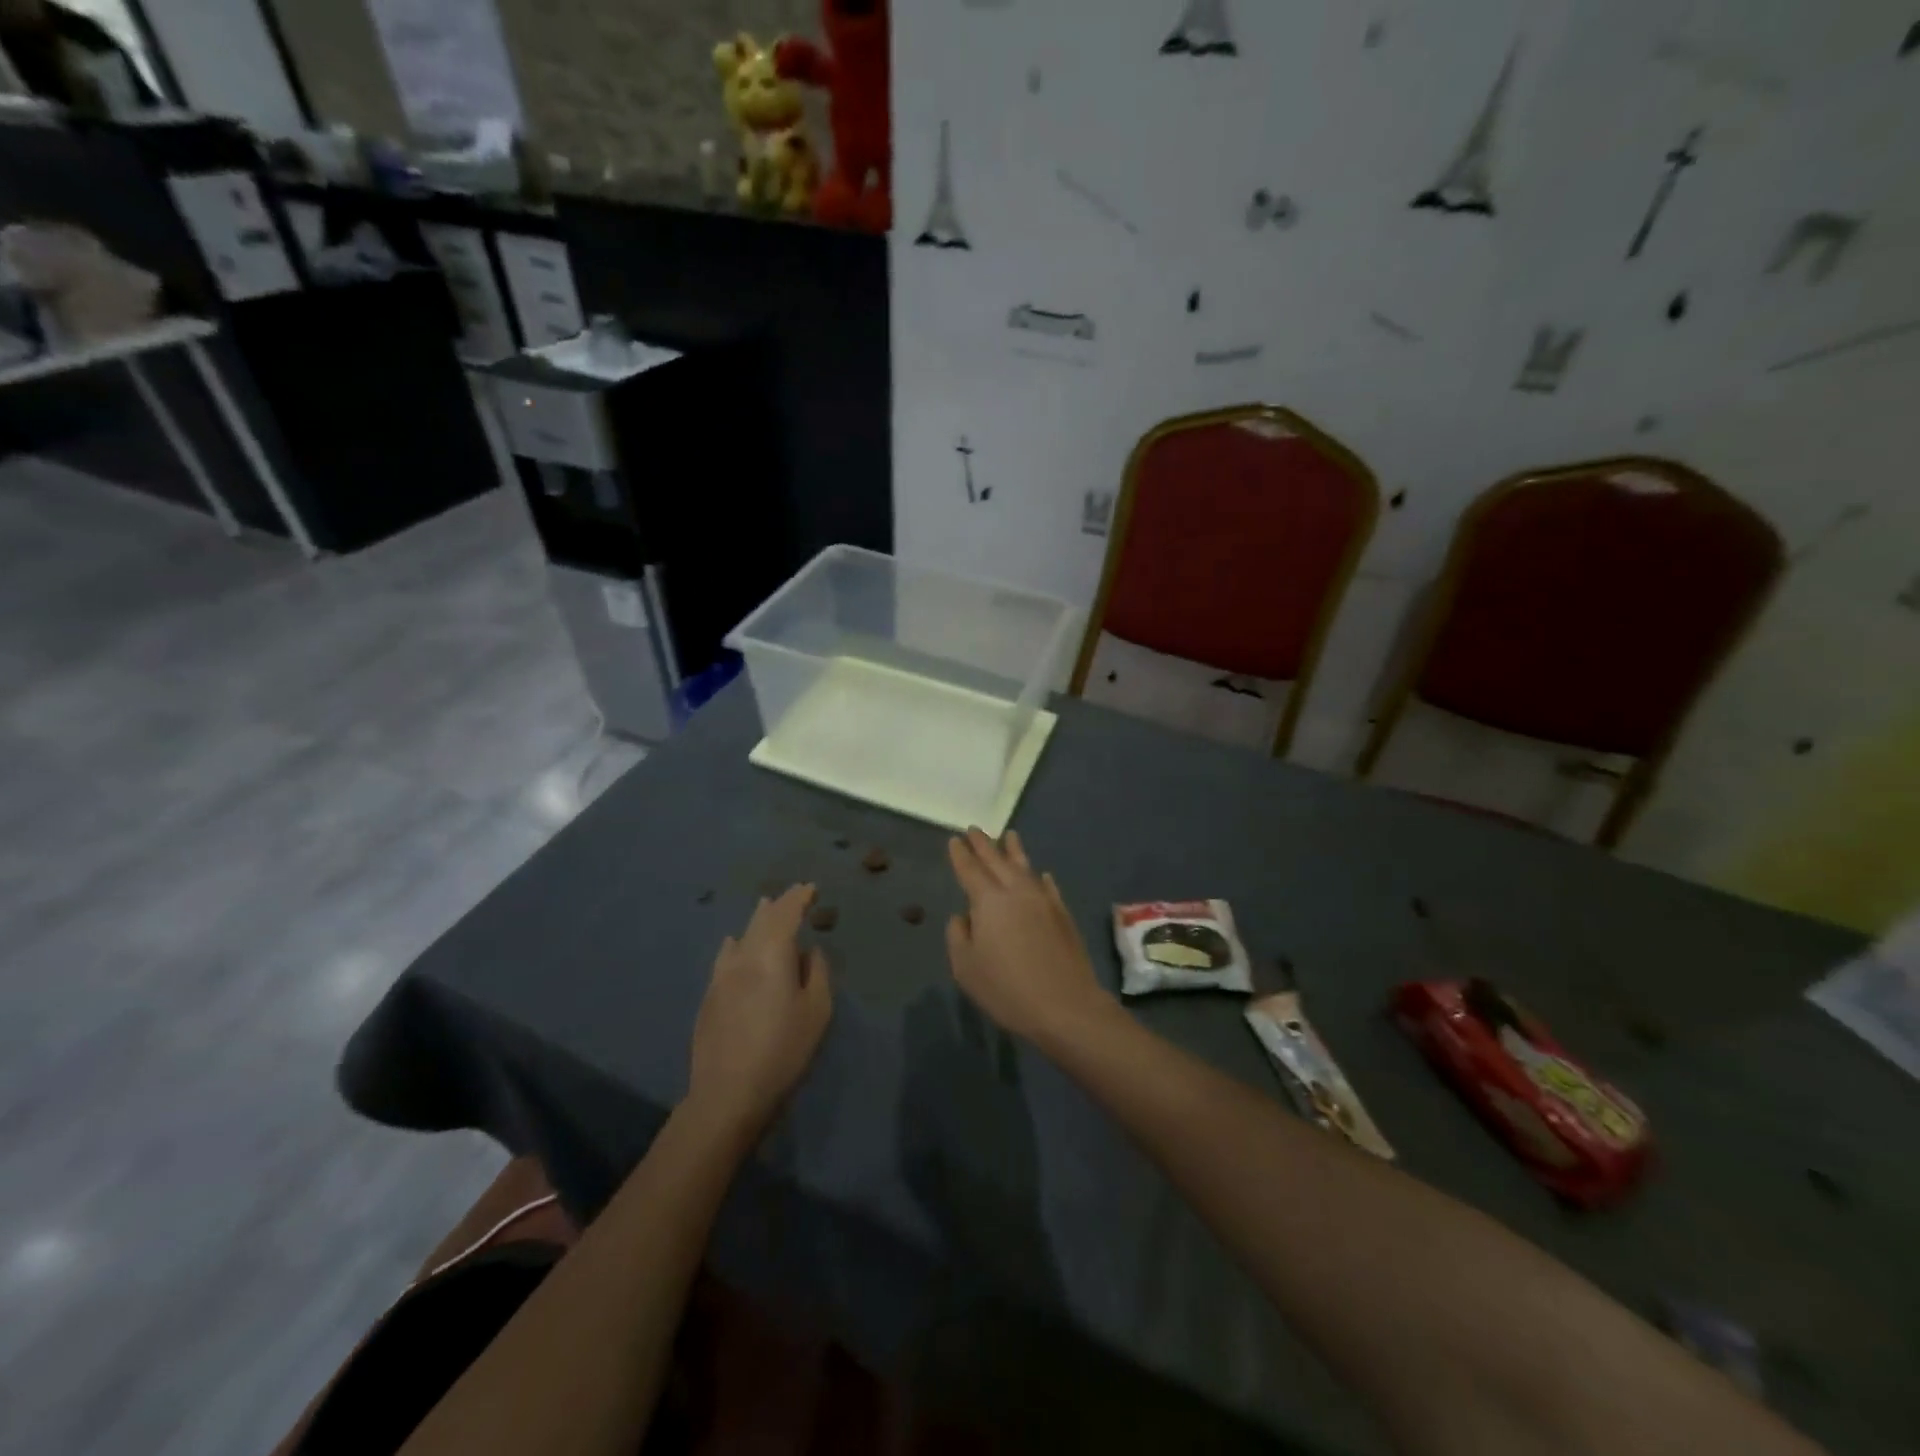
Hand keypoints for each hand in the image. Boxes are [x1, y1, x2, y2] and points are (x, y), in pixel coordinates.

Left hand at [688, 885, 832, 1138]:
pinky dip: (736, 943)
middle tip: (792, 894)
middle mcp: (743, 957)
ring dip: (756, 920)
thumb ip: (817, 973)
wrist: (728, 1094)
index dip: (799, 898)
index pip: (786, 914)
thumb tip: (808, 951)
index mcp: (771, 955)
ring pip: (741, 936)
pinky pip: (725, 957)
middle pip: (761, 921)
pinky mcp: (709, 997)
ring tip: (764, 907)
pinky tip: (733, 944)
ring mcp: (721, 977)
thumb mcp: (817, 1012)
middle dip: (778, 905)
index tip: (811, 888)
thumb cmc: (783, 1051)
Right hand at [946, 829, 1113, 1044]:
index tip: (955, 839)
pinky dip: (1040, 877)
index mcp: (988, 900)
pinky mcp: (1062, 913)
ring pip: (1025, 867)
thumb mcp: (966, 968)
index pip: (970, 869)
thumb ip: (958, 936)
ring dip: (1014, 850)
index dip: (960, 854)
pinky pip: (1048, 886)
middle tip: (974, 829)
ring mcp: (1043, 900)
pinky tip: (1042, 875)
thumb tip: (964, 916)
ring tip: (1009, 835)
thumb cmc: (1007, 989)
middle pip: (997, 860)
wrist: (1065, 1005)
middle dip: (983, 844)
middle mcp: (1016, 891)